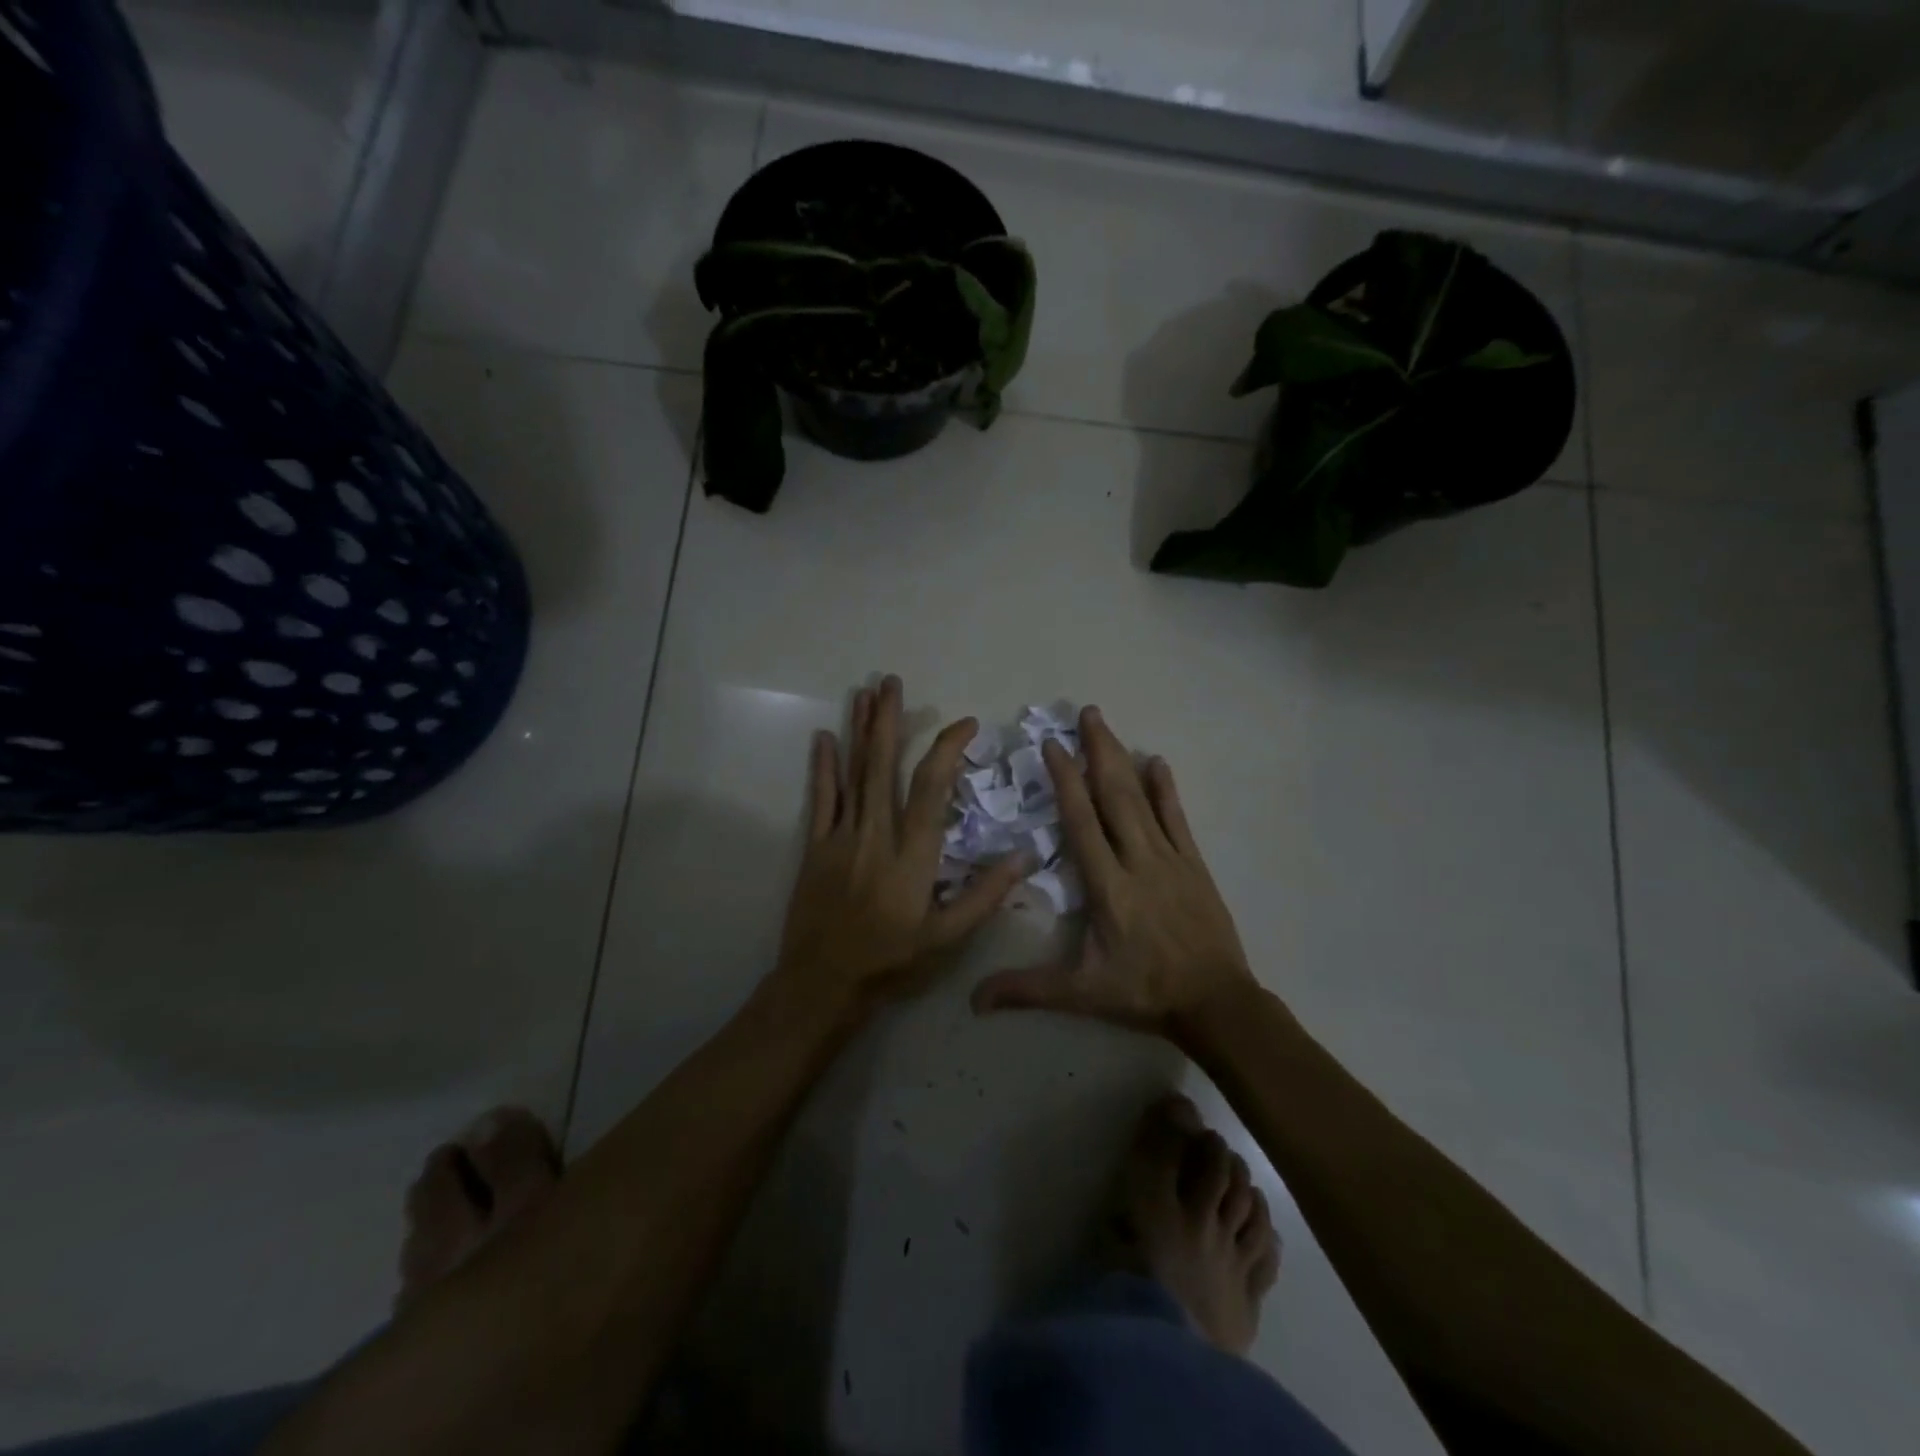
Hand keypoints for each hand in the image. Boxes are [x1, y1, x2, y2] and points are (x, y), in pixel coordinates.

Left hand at [772, 675, 1031, 1016]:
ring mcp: (840, 837)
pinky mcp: (815, 847)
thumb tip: (1022, 856)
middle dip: (888, 720)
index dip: (947, 748)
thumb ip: (985, 896)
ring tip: (863, 692)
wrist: (823, 984)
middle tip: (890, 681)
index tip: (964, 724)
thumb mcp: (948, 939)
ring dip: (858, 730)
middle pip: (883, 765)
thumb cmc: (891, 962)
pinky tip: (823, 738)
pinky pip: (820, 799)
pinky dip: (823, 767)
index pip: (932, 786)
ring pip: (852, 773)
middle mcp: (876, 833)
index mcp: (912, 853)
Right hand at [971, 706, 1257, 1040]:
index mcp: (1107, 887)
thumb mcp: (1082, 995)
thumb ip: (1028, 990)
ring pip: (1142, 800)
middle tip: (1085, 713)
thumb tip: (973, 1001)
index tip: (1053, 746)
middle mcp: (1137, 861)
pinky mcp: (1194, 864)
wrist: (1216, 1003)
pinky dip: (1166, 789)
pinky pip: (1177, 818)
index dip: (1065, 781)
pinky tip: (1158, 761)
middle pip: (1113, 796)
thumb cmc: (1144, 994)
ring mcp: (1170, 859)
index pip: (1081, 823)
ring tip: (1107, 725)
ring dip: (1123, 759)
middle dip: (1097, 751)